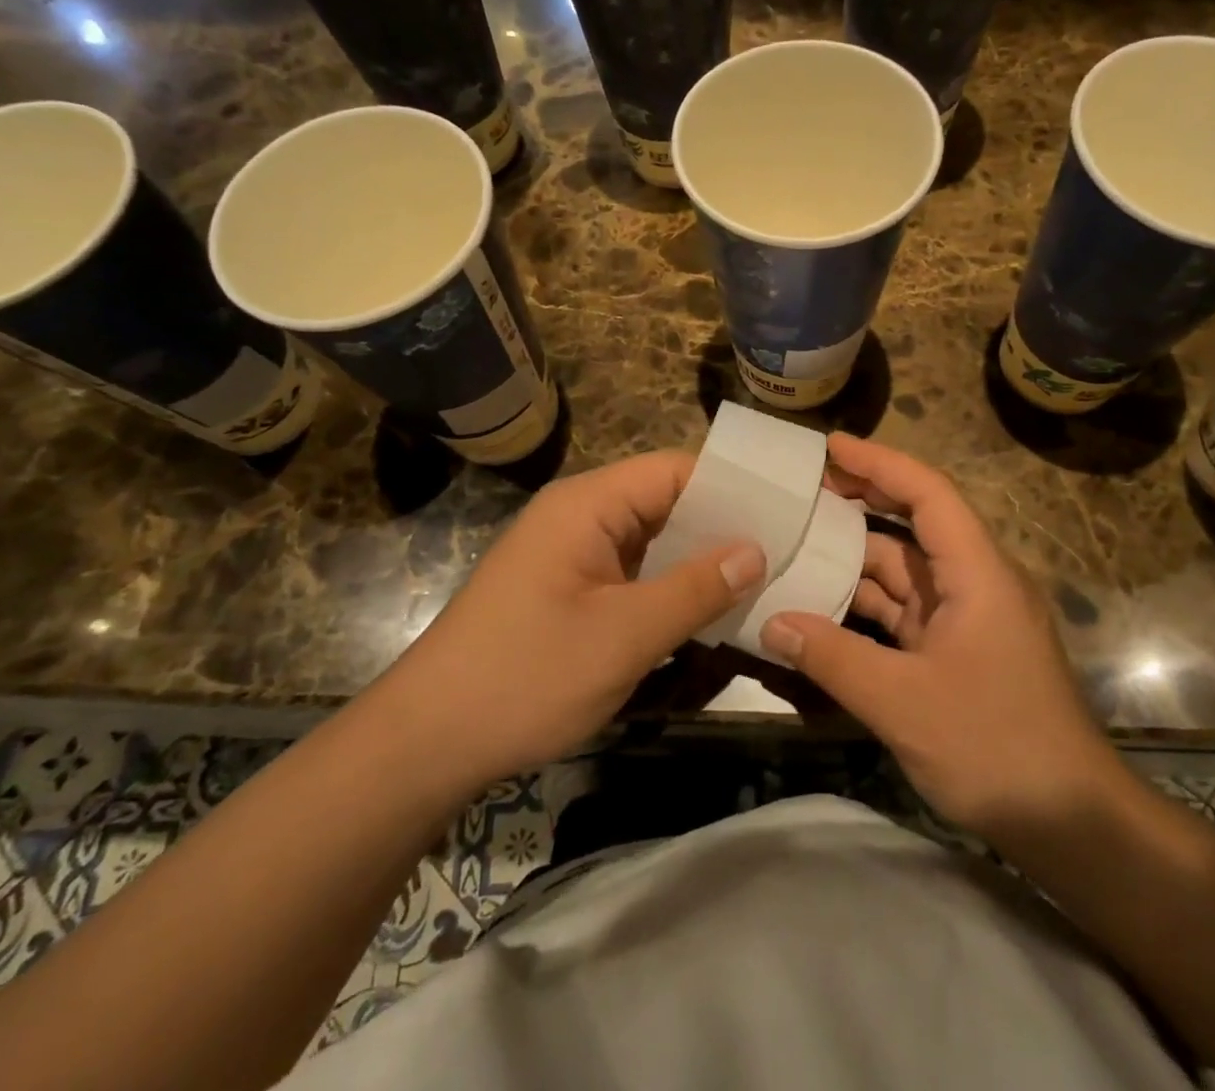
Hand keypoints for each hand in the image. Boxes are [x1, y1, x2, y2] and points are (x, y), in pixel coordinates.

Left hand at [398, 451, 763, 790]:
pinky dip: (669, 587)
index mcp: (587, 506)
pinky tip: (710, 610)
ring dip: (698, 561)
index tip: (786, 511)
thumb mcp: (623, 636)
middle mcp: (579, 518)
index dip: (731, 487)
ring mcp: (572, 556)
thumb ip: (694, 589)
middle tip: (788, 548)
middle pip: (665, 503)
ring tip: (765, 577)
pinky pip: (632, 574)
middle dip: (722, 526)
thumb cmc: (525, 677)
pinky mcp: (569, 592)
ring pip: (651, 542)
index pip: (673, 471)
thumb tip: (755, 550)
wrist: (426, 743)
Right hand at [760, 434, 1119, 843]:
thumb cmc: (997, 747)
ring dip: (857, 558)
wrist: (1073, 826)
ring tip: (799, 542)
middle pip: (915, 524)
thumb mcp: (904, 703)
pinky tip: (824, 606)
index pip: (929, 493)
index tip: (830, 446)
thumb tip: (771, 622)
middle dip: (863, 500)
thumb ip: (833, 658)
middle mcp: (977, 583)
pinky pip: (906, 612)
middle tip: (805, 488)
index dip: (880, 462)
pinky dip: (867, 604)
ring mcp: (969, 619)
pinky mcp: (960, 652)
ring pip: (907, 572)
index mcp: (979, 573)